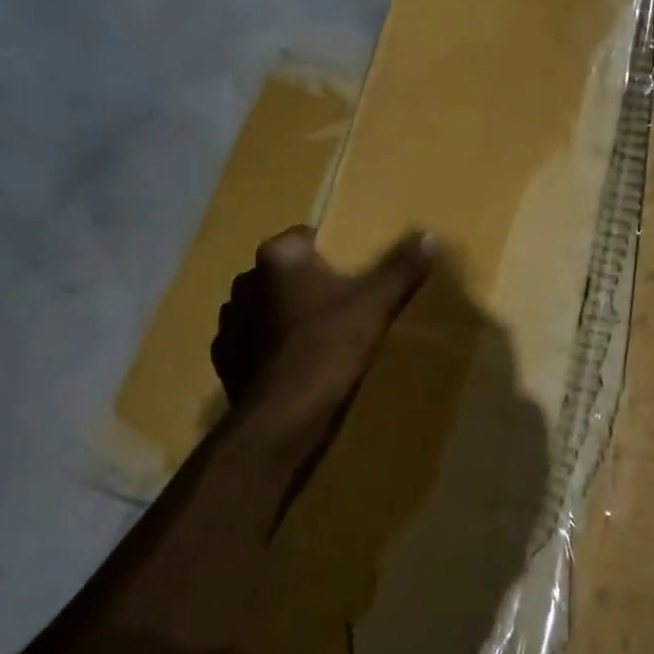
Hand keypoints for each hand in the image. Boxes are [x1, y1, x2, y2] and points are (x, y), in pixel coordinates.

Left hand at [212, 226, 433, 448]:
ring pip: (265, 308)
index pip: (304, 237)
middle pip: (284, 274)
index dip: (331, 254)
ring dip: (284, 316)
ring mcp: (229, 322)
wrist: (284, 417)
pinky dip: (270, 349)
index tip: (353, 274)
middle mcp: (244, 281)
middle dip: (307, 285)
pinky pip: (252, 343)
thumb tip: (427, 236)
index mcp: (277, 258)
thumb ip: (400, 269)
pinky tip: (295, 366)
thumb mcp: (375, 306)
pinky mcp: (225, 359)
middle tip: (341, 307)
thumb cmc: (329, 348)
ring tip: (318, 339)